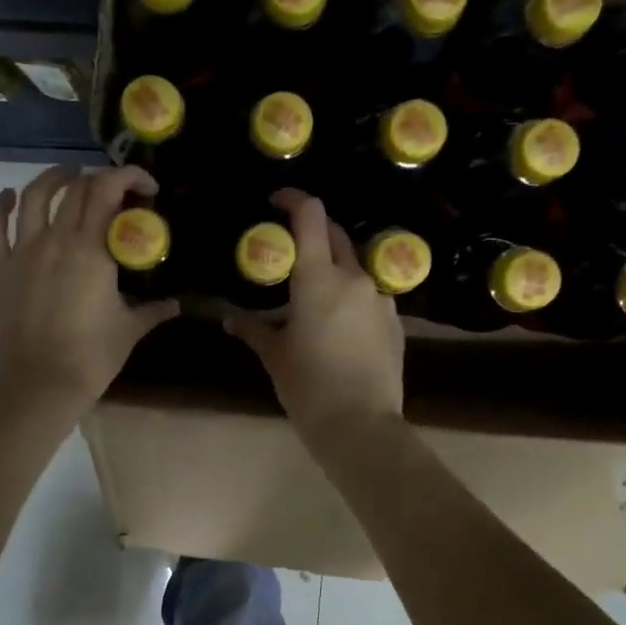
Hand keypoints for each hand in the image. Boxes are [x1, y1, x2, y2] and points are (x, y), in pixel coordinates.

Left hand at [0, 164, 178, 419]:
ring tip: (67, 176)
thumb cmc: (92, 356)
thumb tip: (176, 304)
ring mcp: (22, 252)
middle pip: (75, 189)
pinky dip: (0, 205)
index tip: (146, 187)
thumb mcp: (131, 329)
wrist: (41, 384)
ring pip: (33, 196)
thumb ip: (154, 310)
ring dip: (53, 179)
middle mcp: (55, 240)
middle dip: (99, 180)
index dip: (128, 176)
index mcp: (91, 250)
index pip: (107, 190)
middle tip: (114, 191)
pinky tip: (9, 196)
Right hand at [227, 190, 404, 439]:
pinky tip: (340, 325)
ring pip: (355, 267)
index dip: (294, 199)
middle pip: (336, 235)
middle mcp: (354, 278)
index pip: (311, 216)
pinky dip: (352, 297)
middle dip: (314, 232)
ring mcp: (381, 299)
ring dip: (334, 268)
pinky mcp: (396, 322)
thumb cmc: (309, 387)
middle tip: (291, 248)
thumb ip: (253, 330)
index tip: (277, 201)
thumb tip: (230, 319)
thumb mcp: (275, 356)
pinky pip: (370, 296)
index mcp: (319, 279)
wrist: (361, 426)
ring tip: (314, 295)